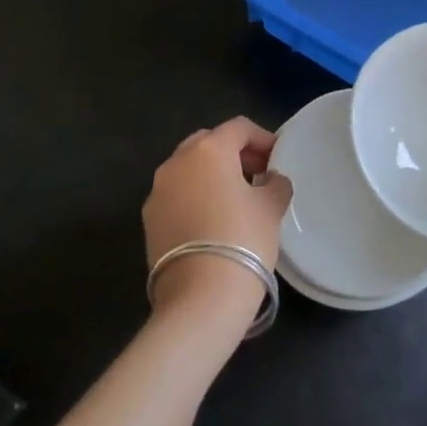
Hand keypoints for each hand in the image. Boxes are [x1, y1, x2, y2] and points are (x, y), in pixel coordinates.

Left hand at [144, 118, 291, 331]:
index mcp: (209, 150)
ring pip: (188, 169)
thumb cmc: (243, 240)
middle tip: (257, 174)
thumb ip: (275, 183)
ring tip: (235, 199)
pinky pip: (176, 194)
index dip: (262, 138)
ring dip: (212, 175)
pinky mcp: (149, 219)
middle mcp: (177, 162)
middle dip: (234, 153)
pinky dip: (195, 197)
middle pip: (208, 142)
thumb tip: (270, 179)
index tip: (277, 158)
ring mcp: (157, 190)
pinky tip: (213, 221)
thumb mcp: (272, 207)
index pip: (238, 128)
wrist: (200, 298)